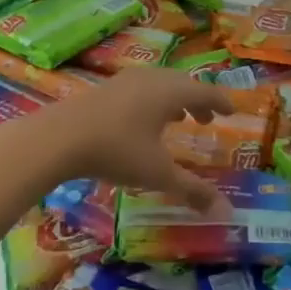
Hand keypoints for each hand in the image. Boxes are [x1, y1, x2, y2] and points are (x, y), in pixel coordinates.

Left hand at [25, 68, 232, 211]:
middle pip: (182, 84)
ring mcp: (125, 81)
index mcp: (170, 92)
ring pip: (159, 84)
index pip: (205, 92)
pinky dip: (152, 101)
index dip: (221, 102)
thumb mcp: (157, 174)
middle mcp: (151, 79)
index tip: (232, 110)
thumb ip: (191, 189)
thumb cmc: (116, 151)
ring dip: (173, 100)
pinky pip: (140, 89)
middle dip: (197, 101)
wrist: (58, 138)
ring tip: (177, 119)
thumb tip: (225, 210)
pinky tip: (142, 122)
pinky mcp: (105, 88)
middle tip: (206, 119)